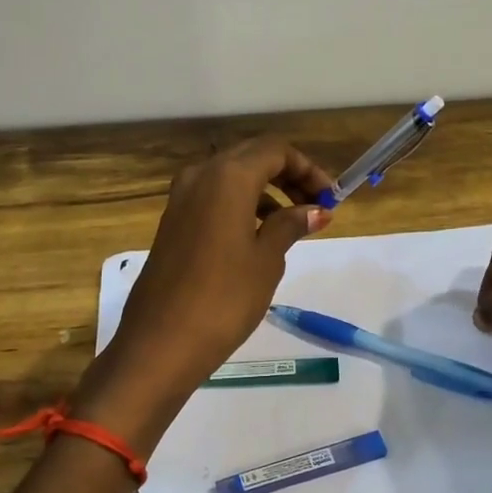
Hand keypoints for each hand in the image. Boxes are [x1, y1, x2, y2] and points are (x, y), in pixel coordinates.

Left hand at [100, 137, 333, 403]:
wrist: (161, 341)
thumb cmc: (225, 298)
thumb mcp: (267, 259)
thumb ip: (290, 225)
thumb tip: (316, 211)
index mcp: (228, 176)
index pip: (275, 151)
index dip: (308, 169)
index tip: (330, 199)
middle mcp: (200, 176)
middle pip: (251, 158)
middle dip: (287, 177)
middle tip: (315, 207)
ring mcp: (180, 199)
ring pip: (230, 178)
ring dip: (264, 193)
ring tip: (292, 226)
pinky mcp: (172, 223)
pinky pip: (213, 199)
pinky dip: (240, 207)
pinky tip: (257, 237)